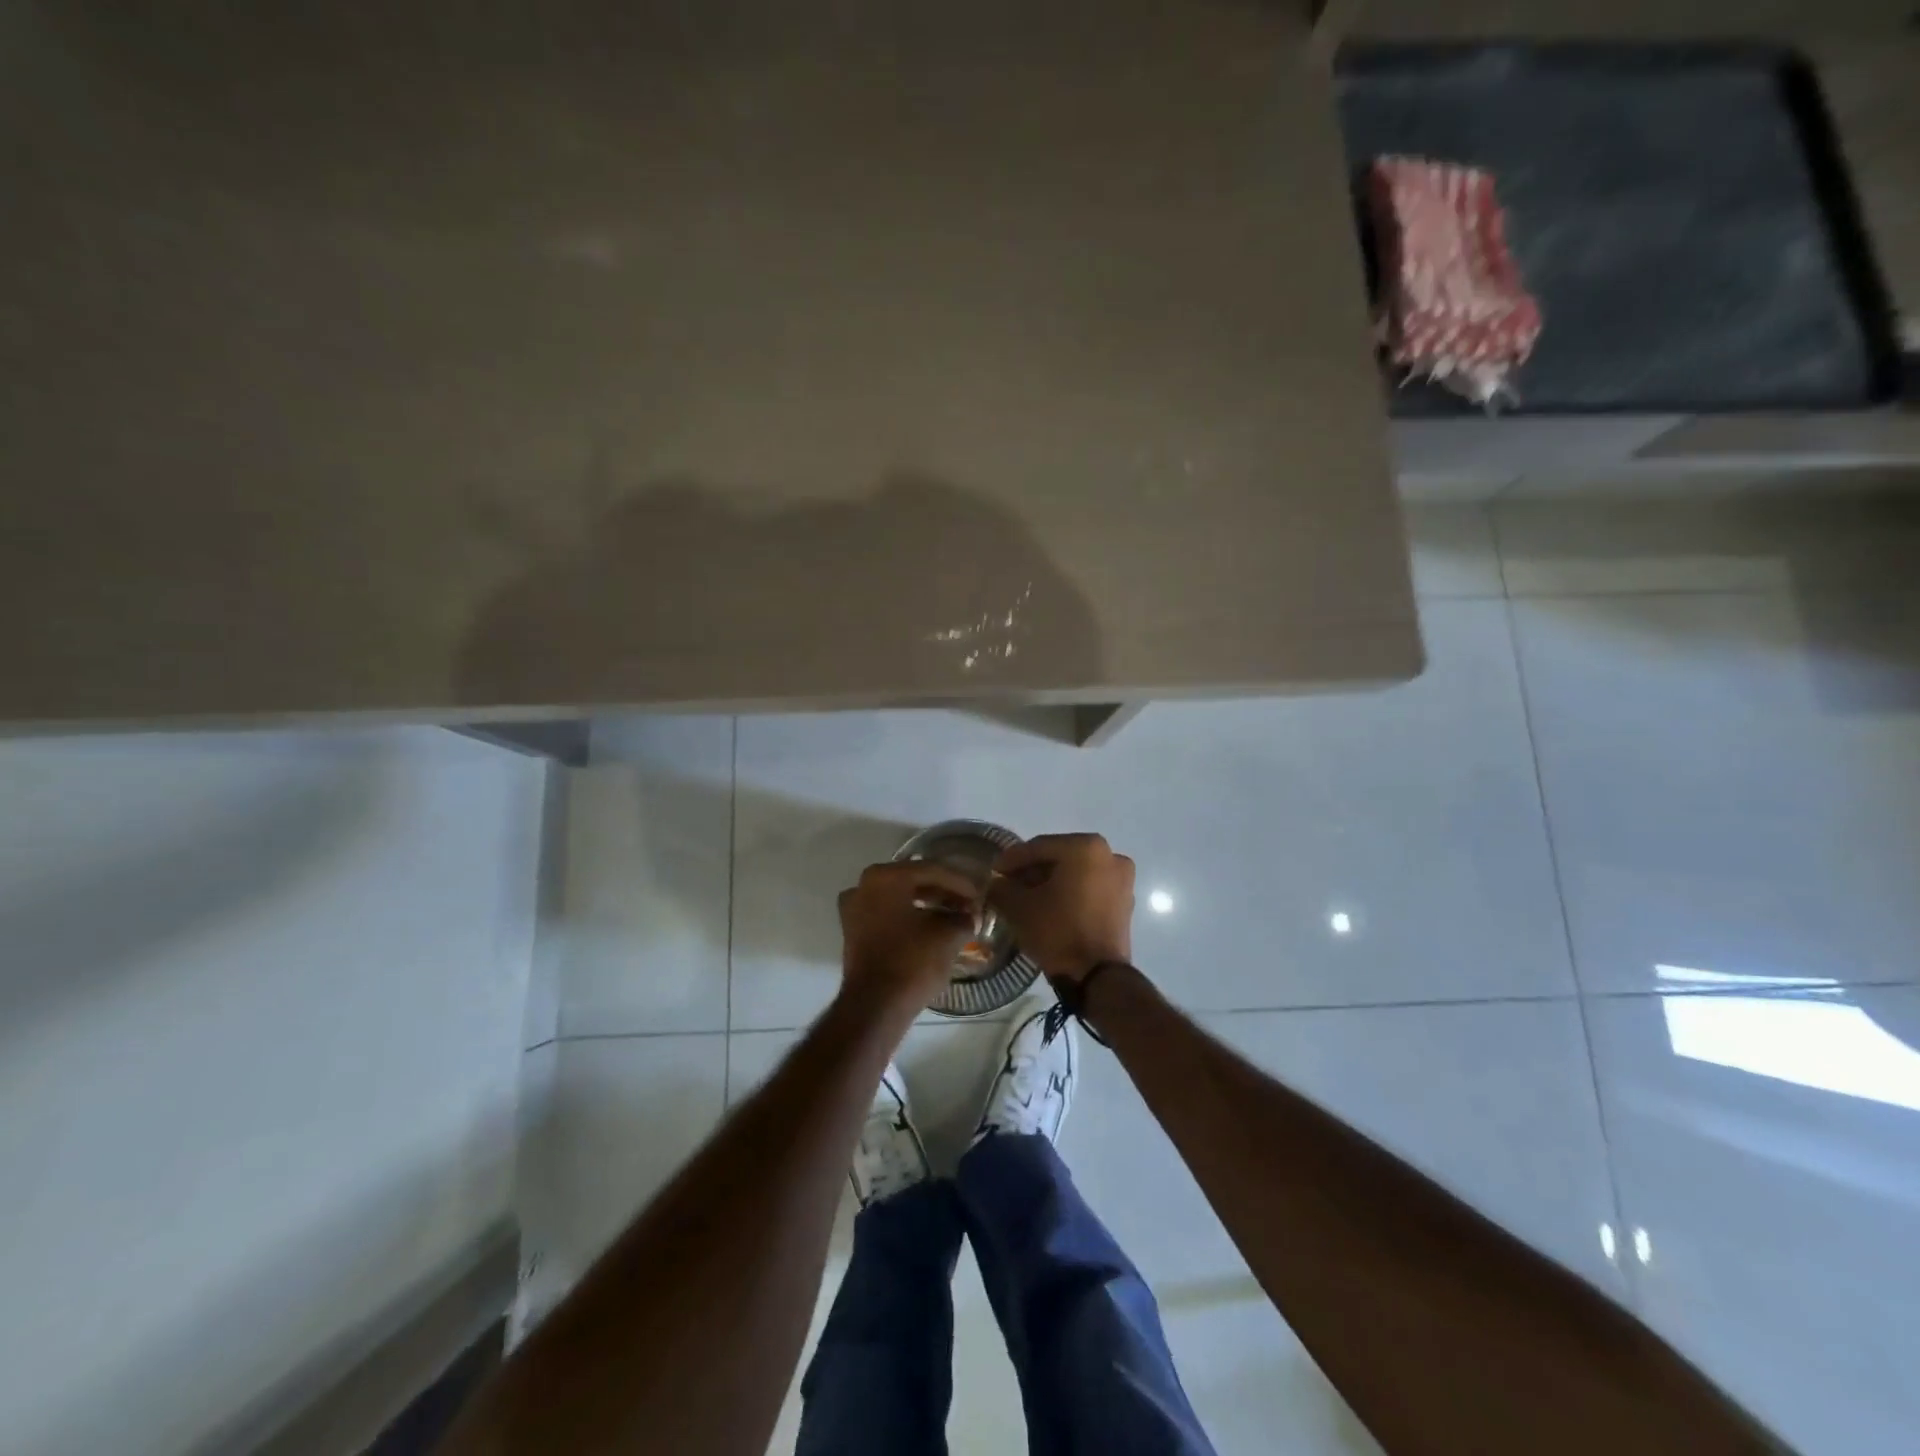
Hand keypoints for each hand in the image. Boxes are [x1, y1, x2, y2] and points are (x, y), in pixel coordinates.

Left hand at [838, 861, 981, 1009]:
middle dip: (942, 892)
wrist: (875, 1006)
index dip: (960, 884)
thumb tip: (970, 915)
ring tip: (953, 917)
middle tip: (967, 905)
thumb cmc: (912, 962)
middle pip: (913, 881)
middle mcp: (864, 884)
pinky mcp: (853, 931)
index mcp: (886, 876)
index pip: (932, 871)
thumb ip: (963, 918)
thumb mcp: (948, 936)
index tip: (979, 896)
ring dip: (926, 904)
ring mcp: (854, 908)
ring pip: (898, 897)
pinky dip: (908, 917)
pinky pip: (886, 914)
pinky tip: (929, 928)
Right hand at [989, 833, 1134, 982]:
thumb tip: (997, 883)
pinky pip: (1090, 888)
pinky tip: (1050, 907)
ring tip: (1027, 898)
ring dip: (1051, 882)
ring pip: (1076, 873)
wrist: (1098, 977)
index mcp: (1086, 847)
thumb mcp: (1019, 907)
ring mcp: (1122, 879)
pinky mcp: (1125, 902)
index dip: (1012, 859)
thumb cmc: (1058, 931)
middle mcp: (1110, 855)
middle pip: (1059, 857)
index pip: (1039, 847)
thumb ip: (1002, 887)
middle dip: (1032, 870)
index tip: (993, 871)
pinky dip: (1070, 893)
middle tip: (1008, 884)